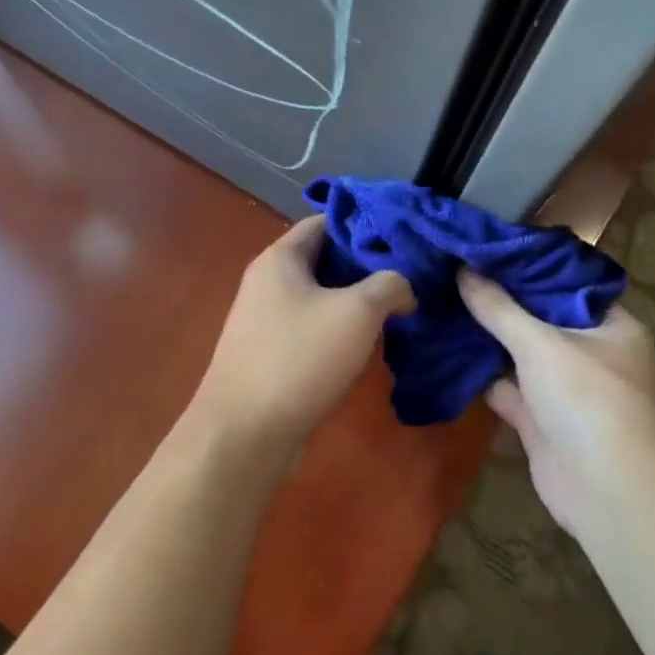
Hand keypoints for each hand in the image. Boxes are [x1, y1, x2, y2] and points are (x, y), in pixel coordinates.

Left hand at [189, 217, 414, 465]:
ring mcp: (265, 318)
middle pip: (323, 258)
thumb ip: (390, 285)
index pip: (325, 221)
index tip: (401, 236)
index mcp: (280, 258)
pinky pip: (310, 326)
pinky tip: (367, 342)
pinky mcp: (270, 352)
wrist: (246, 432)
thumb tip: (404, 288)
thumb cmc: (300, 358)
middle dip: (365, 265)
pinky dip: (338, 327)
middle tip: (408, 273)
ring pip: (319, 295)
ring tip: (397, 307)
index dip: (364, 224)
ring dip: (355, 300)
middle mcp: (267, 281)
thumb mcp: (358, 312)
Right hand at [458, 271, 654, 536]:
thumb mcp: (541, 343)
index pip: (566, 285)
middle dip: (500, 303)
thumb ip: (499, 308)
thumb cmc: (587, 400)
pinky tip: (446, 353)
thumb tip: (463, 269)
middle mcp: (593, 354)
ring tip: (443, 304)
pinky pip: (509, 390)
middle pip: (540, 320)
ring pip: (521, 356)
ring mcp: (567, 391)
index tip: (486, 249)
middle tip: (455, 273)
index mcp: (611, 326)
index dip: (527, 267)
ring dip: (488, 339)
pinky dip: (483, 377)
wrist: (608, 492)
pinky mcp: (543, 422)